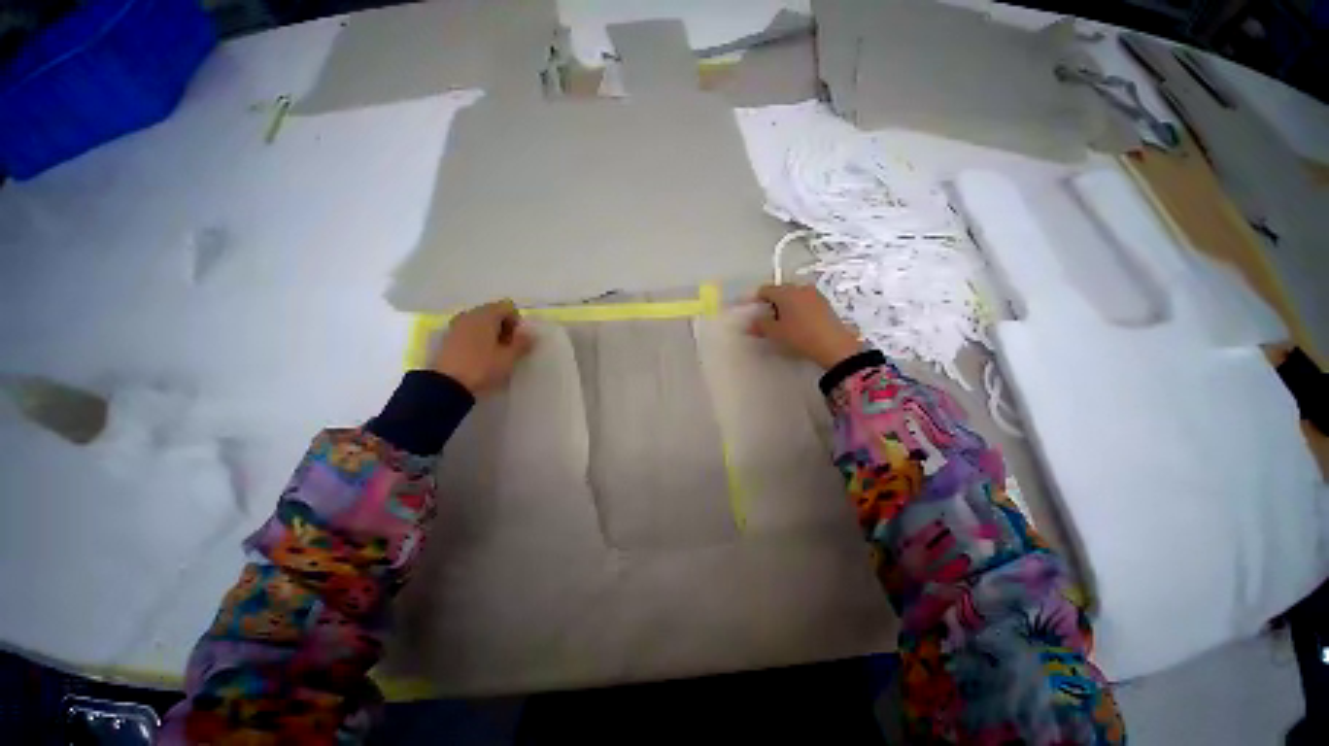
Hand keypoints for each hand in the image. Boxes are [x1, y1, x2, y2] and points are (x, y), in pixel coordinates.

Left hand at [430, 299, 534, 395]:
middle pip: (493, 312)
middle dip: (504, 327)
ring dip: (491, 333)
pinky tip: (479, 356)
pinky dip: (478, 338)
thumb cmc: (482, 367)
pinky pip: (469, 330)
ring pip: (480, 322)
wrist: (446, 384)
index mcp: (486, 315)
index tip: (516, 340)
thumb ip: (522, 343)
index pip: (508, 307)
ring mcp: (456, 325)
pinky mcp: (448, 337)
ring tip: (494, 353)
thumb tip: (530, 334)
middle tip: (507, 348)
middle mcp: (470, 314)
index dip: (516, 322)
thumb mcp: (508, 358)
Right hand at [748, 284, 860, 369]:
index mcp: (785, 292)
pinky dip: (799, 310)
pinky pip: (806, 303)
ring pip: (794, 297)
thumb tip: (750, 324)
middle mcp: (800, 288)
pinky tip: (799, 325)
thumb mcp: (775, 333)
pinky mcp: (825, 304)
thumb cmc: (799, 336)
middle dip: (772, 303)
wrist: (833, 345)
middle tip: (769, 320)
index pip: (765, 290)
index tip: (755, 314)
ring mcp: (815, 295)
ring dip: (787, 307)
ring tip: (784, 324)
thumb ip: (760, 326)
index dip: (757, 300)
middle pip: (780, 291)